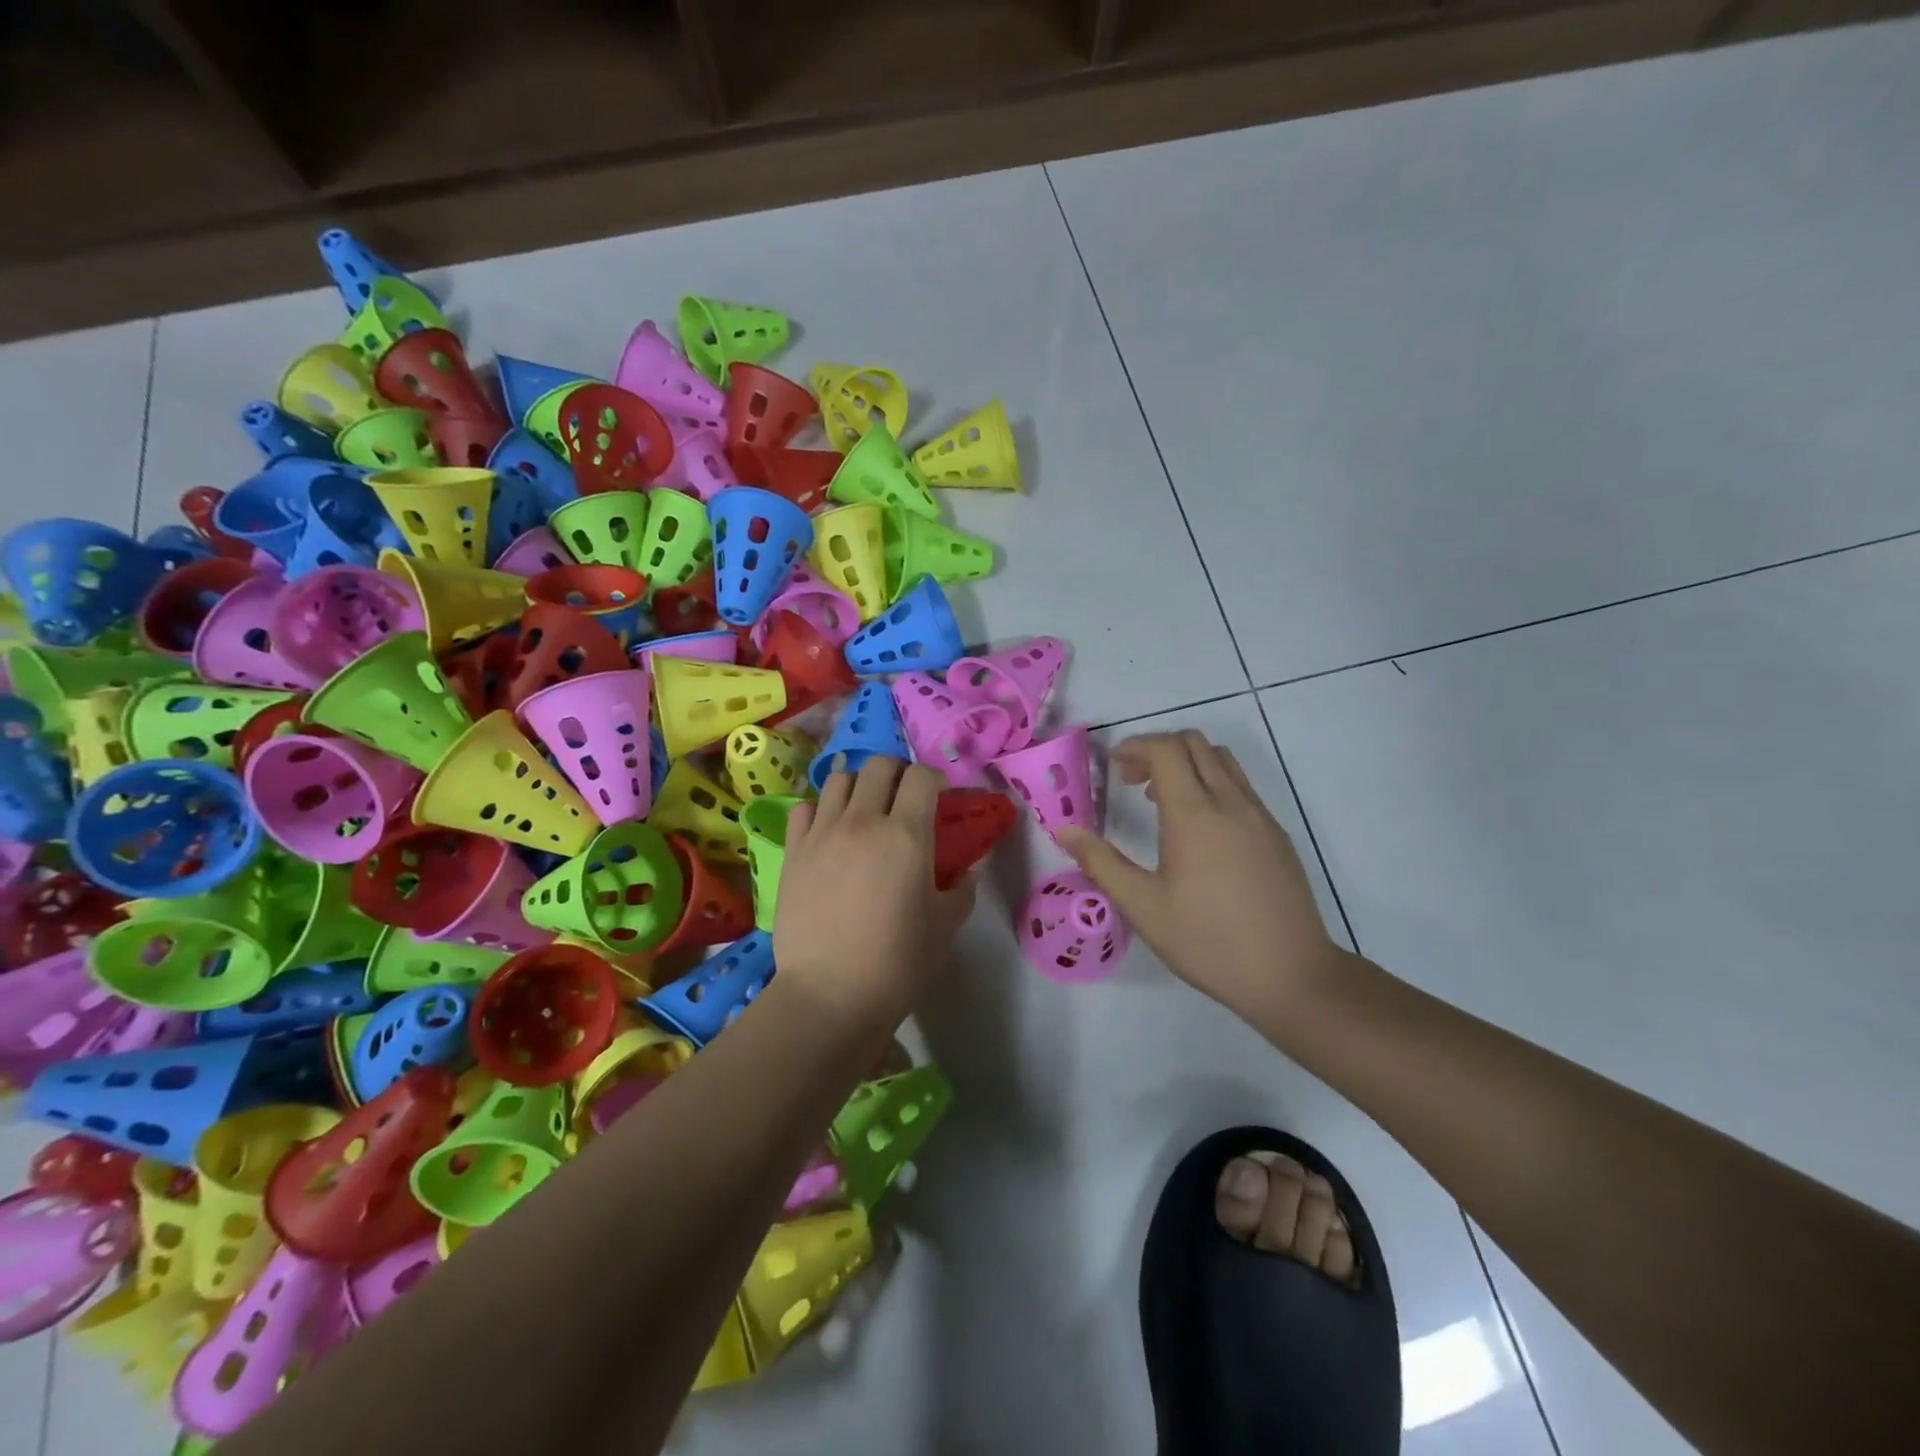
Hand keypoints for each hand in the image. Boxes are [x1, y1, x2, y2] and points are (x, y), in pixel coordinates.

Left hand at [773, 756, 976, 1027]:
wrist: (829, 994)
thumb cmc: (897, 962)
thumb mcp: (945, 926)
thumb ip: (962, 888)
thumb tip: (970, 869)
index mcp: (906, 835)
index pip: (921, 777)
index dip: (934, 779)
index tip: (939, 796)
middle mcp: (862, 821)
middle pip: (879, 765)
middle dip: (898, 773)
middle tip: (904, 798)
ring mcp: (822, 833)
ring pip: (839, 779)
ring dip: (859, 786)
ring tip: (864, 810)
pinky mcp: (793, 851)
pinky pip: (804, 808)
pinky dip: (821, 809)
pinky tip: (829, 831)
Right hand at [1056, 731, 1348, 1027]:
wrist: (1291, 974)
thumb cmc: (1208, 941)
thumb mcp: (1143, 907)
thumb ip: (1101, 862)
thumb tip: (1063, 830)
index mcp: (1194, 814)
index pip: (1165, 749)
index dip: (1135, 746)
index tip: (1112, 766)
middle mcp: (1230, 802)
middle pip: (1194, 743)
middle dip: (1157, 749)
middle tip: (1131, 782)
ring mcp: (1260, 815)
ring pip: (1222, 760)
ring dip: (1187, 763)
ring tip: (1162, 801)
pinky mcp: (1277, 833)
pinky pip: (1240, 786)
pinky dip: (1211, 784)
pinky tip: (1199, 830)